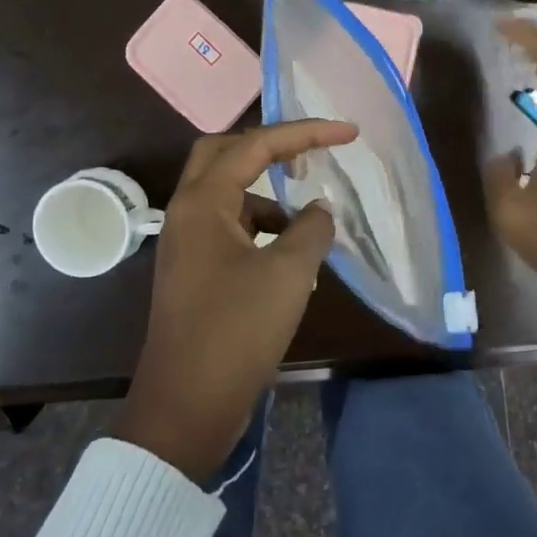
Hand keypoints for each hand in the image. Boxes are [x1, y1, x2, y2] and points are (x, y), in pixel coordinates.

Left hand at [114, 118, 356, 482]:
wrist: (187, 404)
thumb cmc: (237, 330)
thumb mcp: (288, 274)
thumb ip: (311, 229)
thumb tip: (320, 209)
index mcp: (203, 202)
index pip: (256, 145)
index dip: (305, 133)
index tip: (349, 133)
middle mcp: (187, 213)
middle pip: (225, 155)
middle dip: (270, 149)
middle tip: (311, 156)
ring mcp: (186, 244)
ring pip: (229, 197)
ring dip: (269, 198)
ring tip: (310, 226)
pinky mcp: (194, 272)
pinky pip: (230, 230)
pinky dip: (262, 231)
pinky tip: (291, 259)